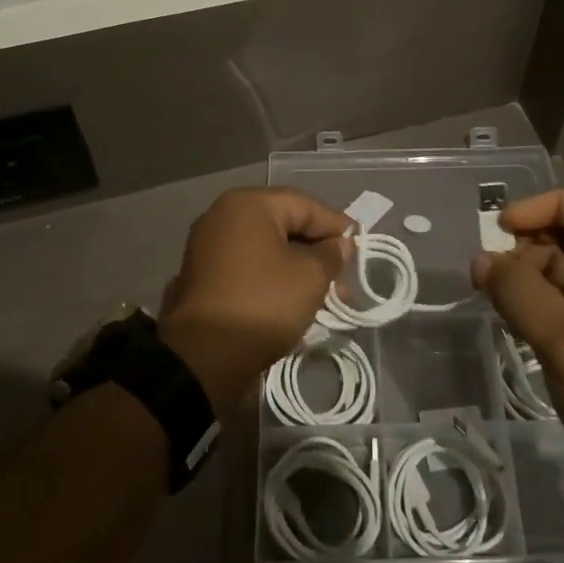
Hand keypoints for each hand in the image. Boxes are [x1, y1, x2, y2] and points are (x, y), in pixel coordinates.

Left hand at [158, 187, 347, 416]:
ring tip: (322, 291)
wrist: (202, 358)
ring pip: (266, 246)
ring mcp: (208, 245)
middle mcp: (223, 215)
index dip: (337, 226)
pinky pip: (248, 265)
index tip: (360, 248)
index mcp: (248, 204)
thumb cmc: (262, 304)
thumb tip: (338, 245)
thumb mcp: (310, 277)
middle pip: (284, 223)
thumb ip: (331, 254)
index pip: (305, 205)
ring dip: (296, 264)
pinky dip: (271, 276)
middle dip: (316, 248)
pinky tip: (291, 298)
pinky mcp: (203, 274)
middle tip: (343, 274)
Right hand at [472, 189, 563, 496]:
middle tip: (492, 261)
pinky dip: (533, 299)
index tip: (506, 224)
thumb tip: (479, 260)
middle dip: (531, 241)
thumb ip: (518, 292)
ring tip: (491, 288)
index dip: (550, 206)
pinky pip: (562, 300)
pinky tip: (505, 309)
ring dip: (527, 271)